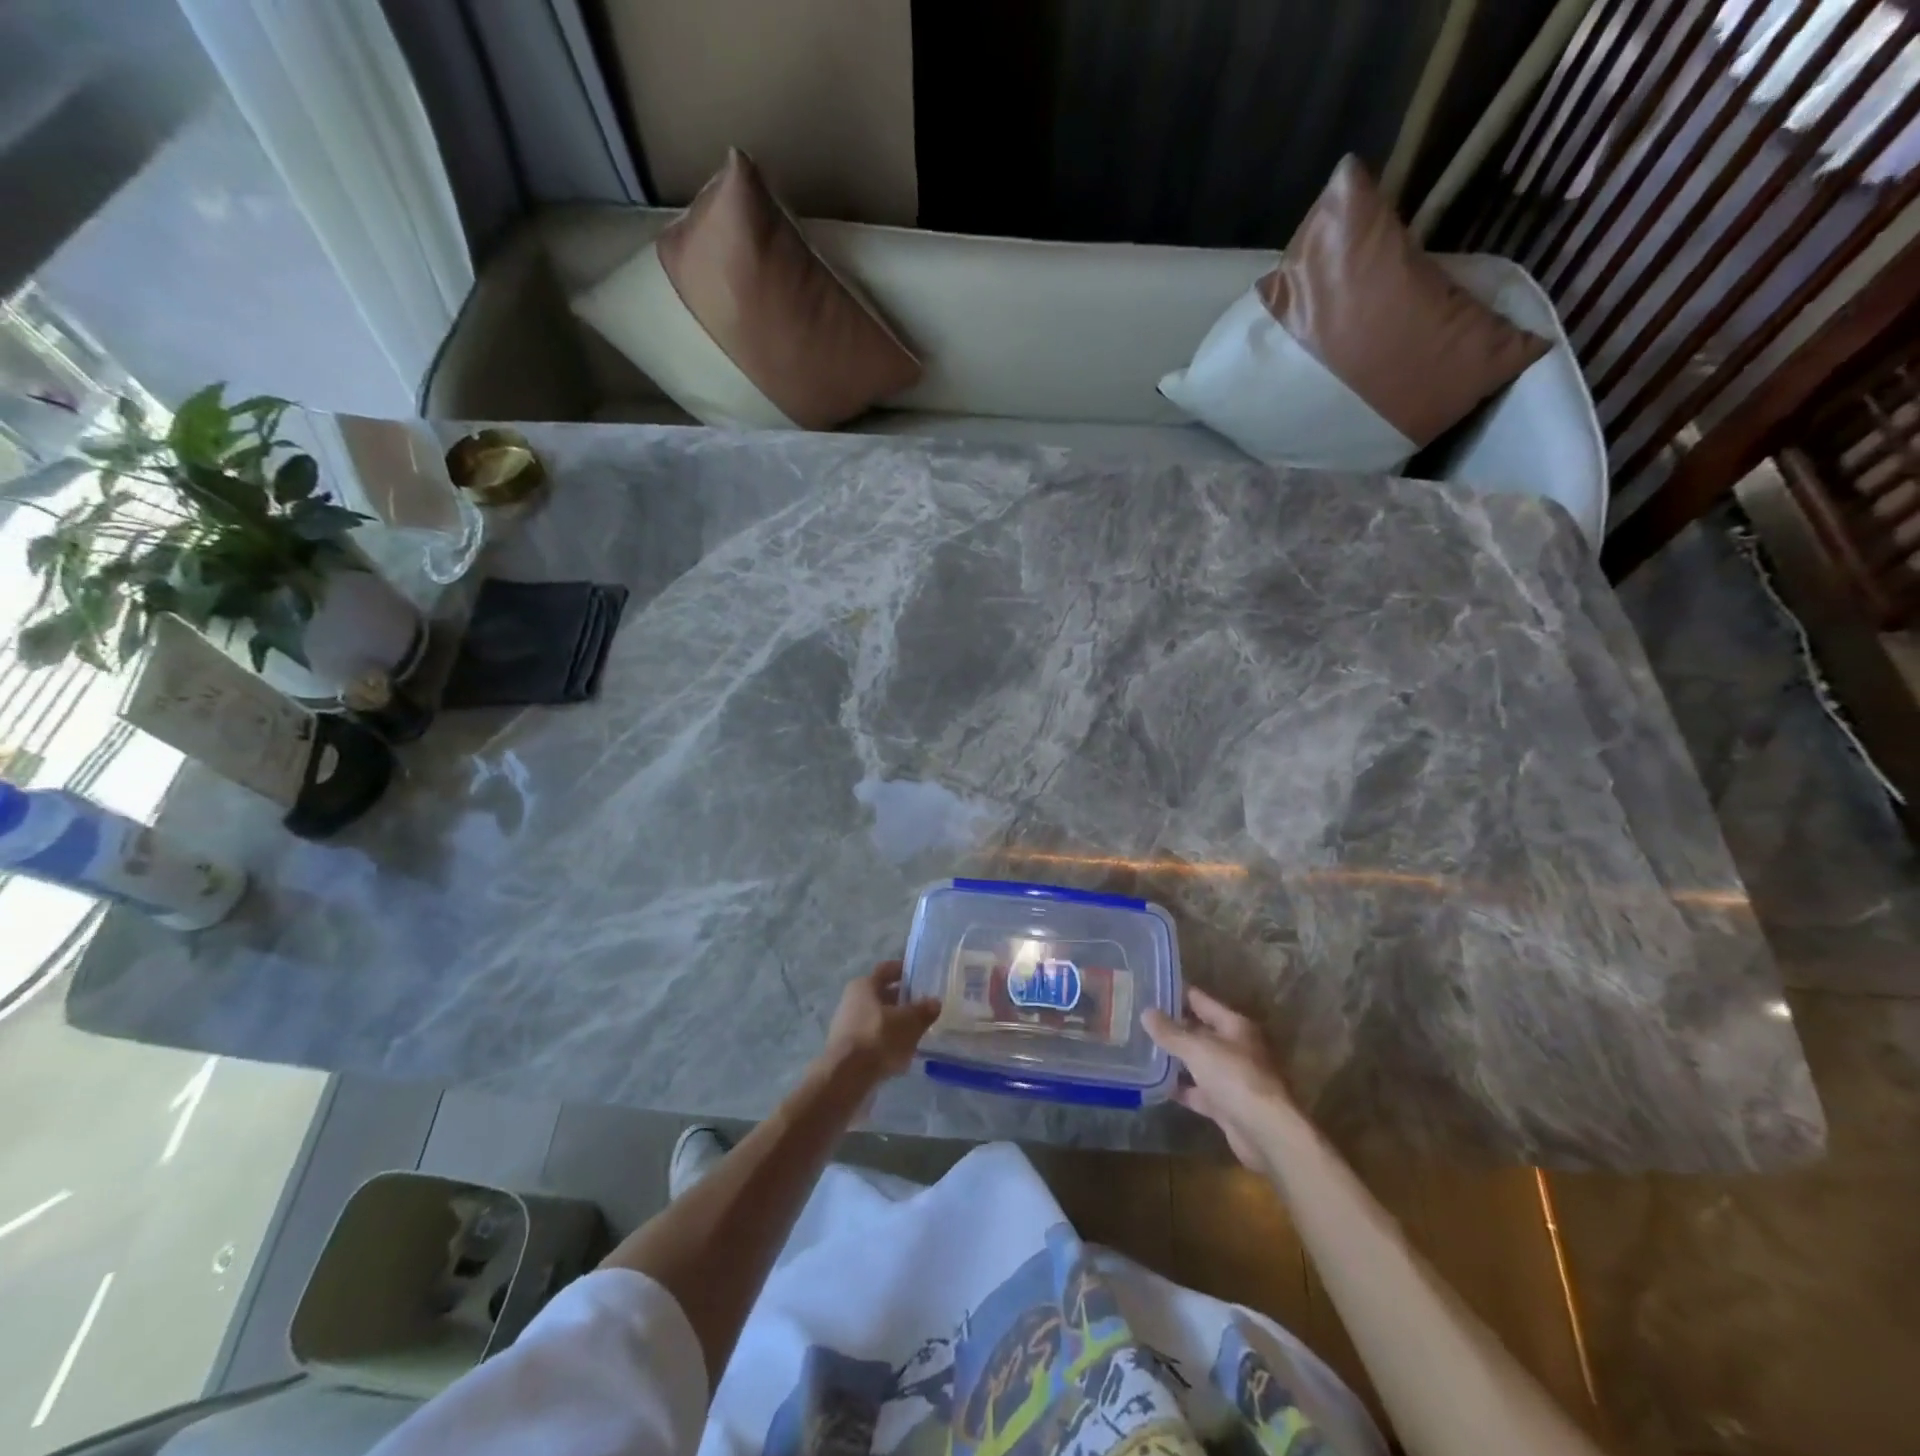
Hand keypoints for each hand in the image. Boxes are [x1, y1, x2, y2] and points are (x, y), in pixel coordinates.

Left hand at [818, 961, 941, 1090]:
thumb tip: (934, 1002)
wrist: (846, 1078)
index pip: (886, 970)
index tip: (920, 974)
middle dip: (903, 1000)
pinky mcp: (848, 1050)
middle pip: (882, 995)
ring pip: (878, 1019)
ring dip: (896, 1023)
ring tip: (918, 1031)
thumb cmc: (878, 1038)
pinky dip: (888, 1043)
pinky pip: (873, 1039)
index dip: (903, 970)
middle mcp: (852, 1001)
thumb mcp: (909, 1022)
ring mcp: (848, 1026)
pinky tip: (903, 1054)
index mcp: (864, 985)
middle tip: (924, 1006)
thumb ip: (923, 1011)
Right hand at [1144, 987, 1298, 1168]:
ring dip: (1174, 1058)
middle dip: (1172, 1027)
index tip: (1151, 988)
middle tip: (1138, 1019)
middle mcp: (1235, 1048)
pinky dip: (1180, 1088)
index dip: (1177, 994)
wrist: (1265, 1133)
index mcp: (1234, 1026)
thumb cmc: (1235, 1078)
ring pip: (1197, 1062)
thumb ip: (1170, 1032)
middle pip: (1199, 1031)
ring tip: (1141, 1048)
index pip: (1201, 1001)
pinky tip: (1155, 1084)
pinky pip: (1197, 1090)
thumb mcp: (1197, 1049)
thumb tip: (1146, 1012)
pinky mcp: (1225, 1105)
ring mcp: (1231, 1078)